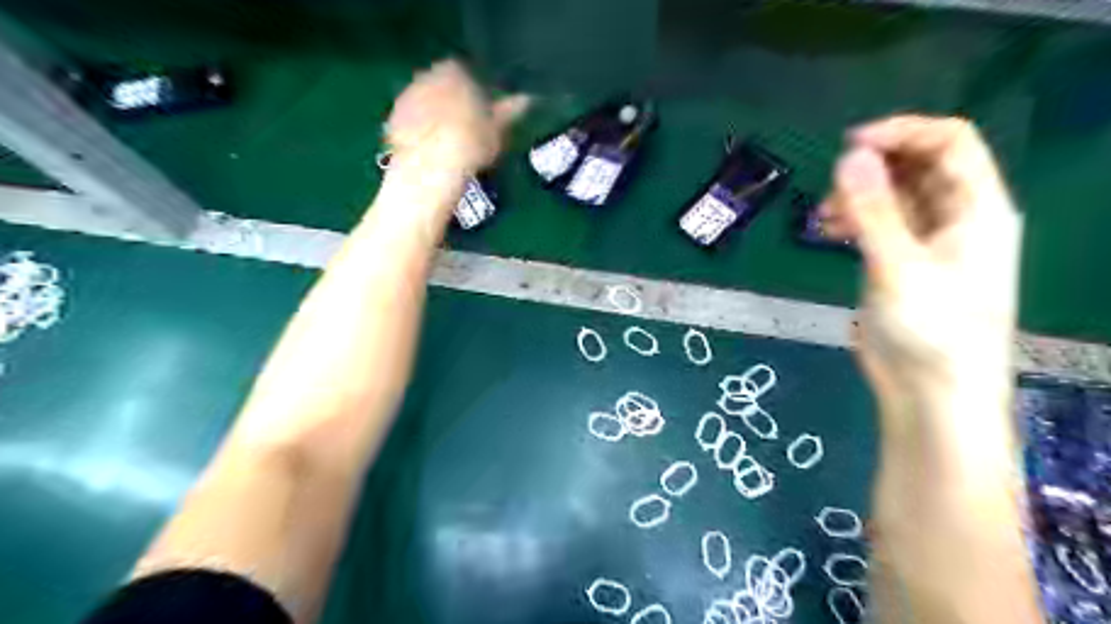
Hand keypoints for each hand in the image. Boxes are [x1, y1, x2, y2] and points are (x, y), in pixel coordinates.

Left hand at [388, 58, 527, 171]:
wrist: (431, 169)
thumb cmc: (471, 144)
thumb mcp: (498, 129)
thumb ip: (510, 111)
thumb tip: (526, 99)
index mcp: (453, 72)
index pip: (464, 70)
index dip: (473, 88)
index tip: (481, 107)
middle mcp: (425, 77)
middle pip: (439, 84)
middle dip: (450, 99)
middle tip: (465, 125)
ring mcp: (405, 98)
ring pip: (423, 102)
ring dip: (432, 115)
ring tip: (447, 141)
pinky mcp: (392, 121)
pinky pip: (408, 121)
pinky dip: (418, 131)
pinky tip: (429, 150)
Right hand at [817, 114, 1018, 411]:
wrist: (930, 393)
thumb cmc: (930, 329)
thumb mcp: (899, 266)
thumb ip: (874, 210)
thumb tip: (849, 156)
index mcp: (977, 209)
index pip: (949, 143)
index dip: (902, 133)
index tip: (849, 144)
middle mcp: (956, 218)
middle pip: (918, 166)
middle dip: (873, 167)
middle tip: (831, 188)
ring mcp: (926, 242)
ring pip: (893, 196)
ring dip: (857, 195)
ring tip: (824, 217)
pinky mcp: (899, 264)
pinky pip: (877, 225)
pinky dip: (852, 220)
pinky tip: (828, 231)